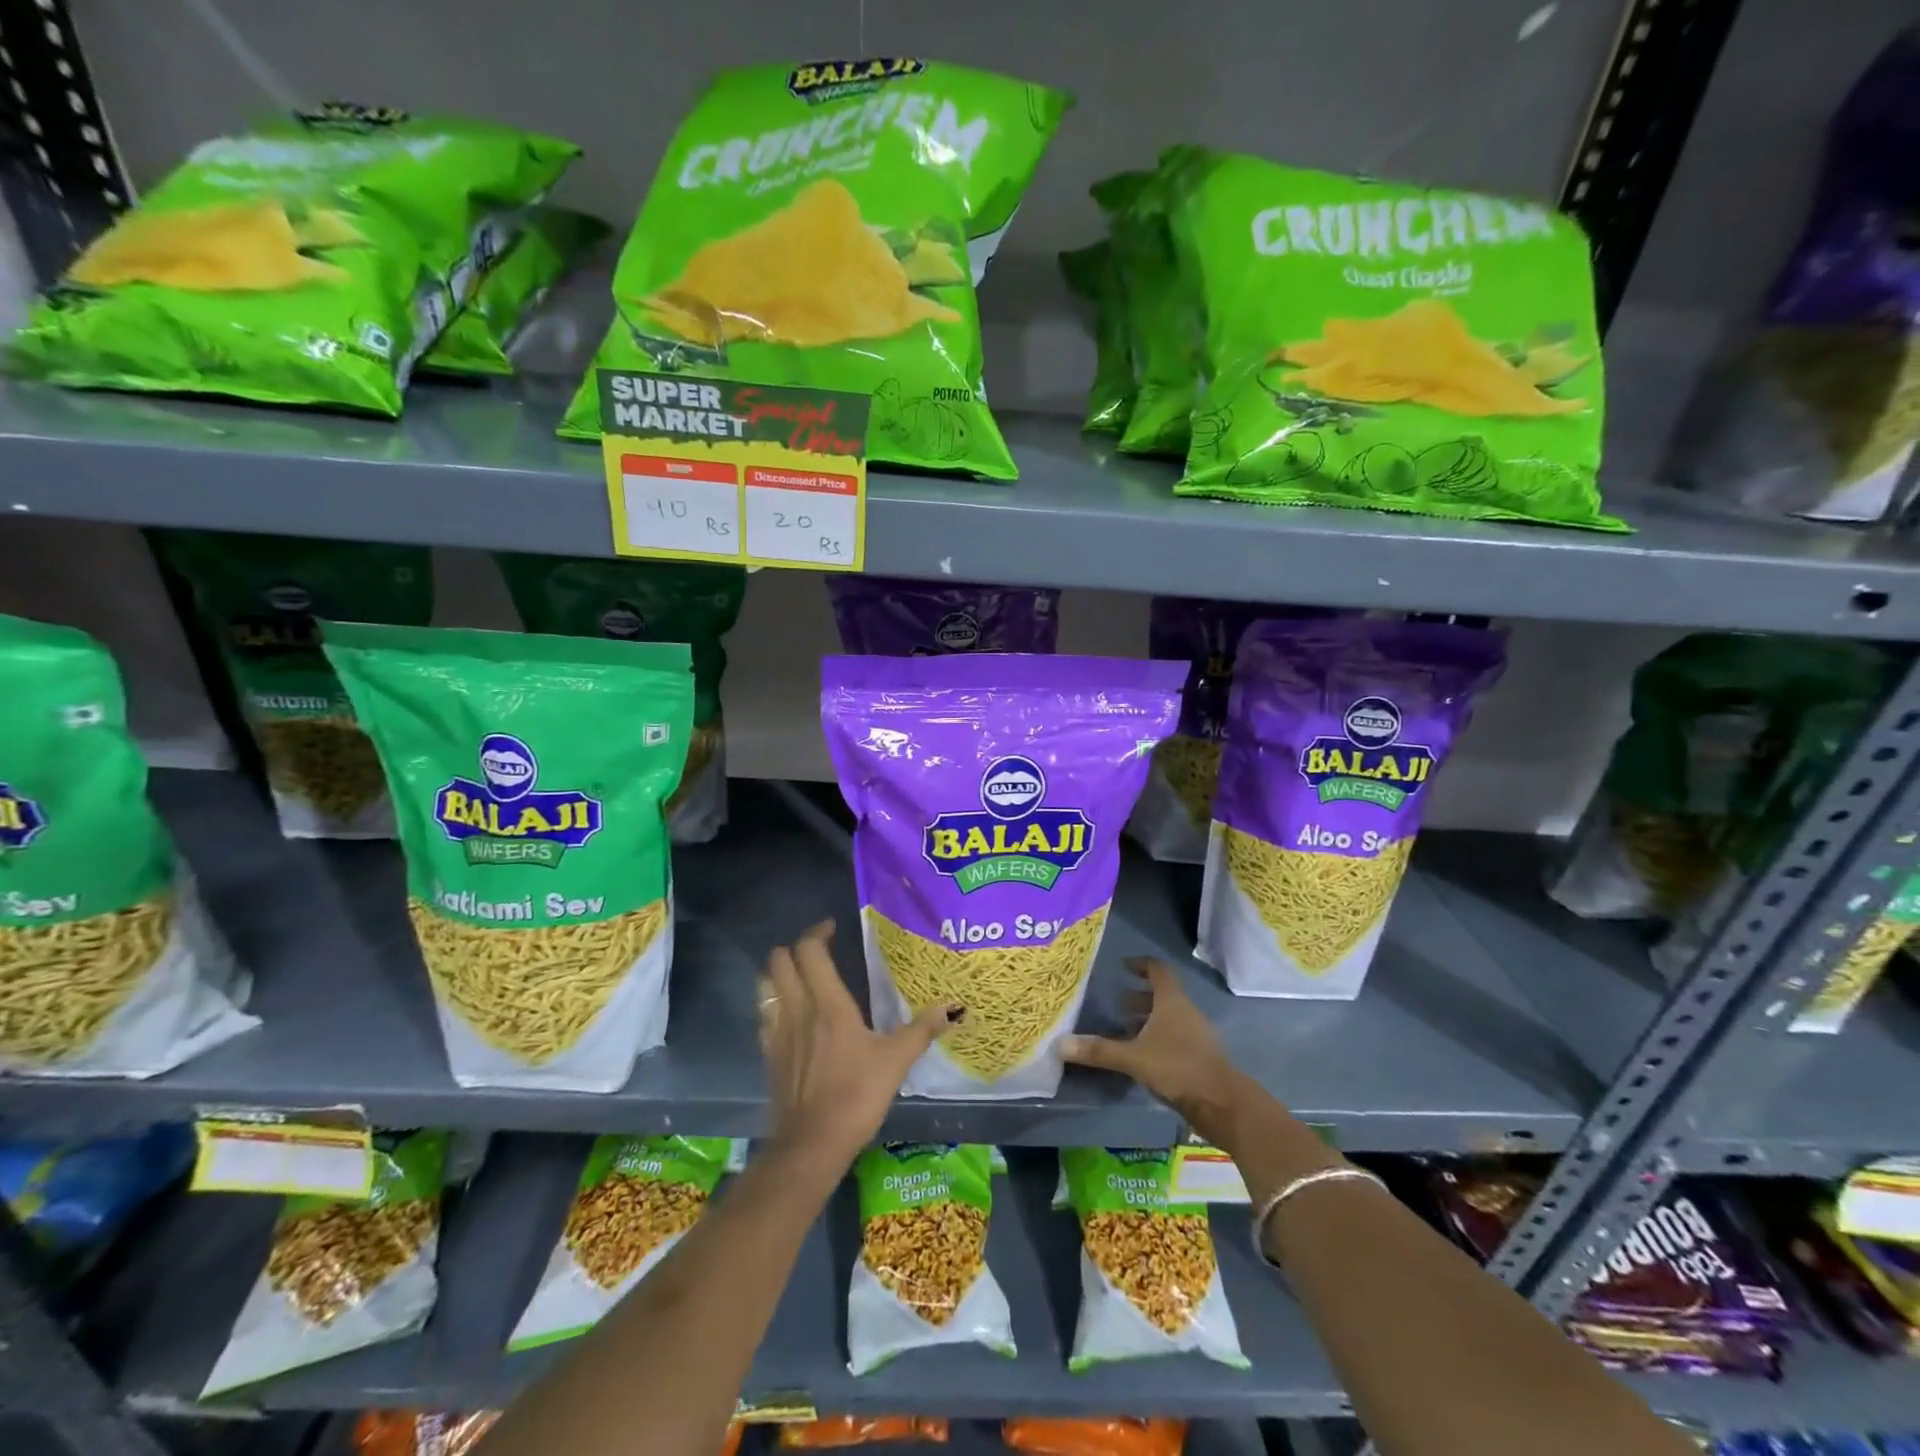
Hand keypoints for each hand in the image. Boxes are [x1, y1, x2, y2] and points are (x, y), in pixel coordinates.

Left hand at [758, 919, 960, 1173]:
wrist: (811, 1146)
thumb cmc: (855, 1097)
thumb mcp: (896, 1061)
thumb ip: (922, 1029)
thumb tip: (953, 1007)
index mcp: (827, 1004)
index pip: (809, 951)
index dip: (817, 932)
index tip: (832, 928)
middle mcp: (797, 1009)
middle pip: (779, 960)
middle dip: (795, 948)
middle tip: (819, 951)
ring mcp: (777, 1032)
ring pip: (766, 984)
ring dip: (780, 972)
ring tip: (803, 976)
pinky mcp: (769, 1055)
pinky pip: (765, 1013)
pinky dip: (775, 1002)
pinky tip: (793, 1015)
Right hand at [1060, 957, 1245, 1133]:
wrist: (1222, 1103)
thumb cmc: (1177, 1068)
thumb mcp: (1133, 1058)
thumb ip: (1098, 1050)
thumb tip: (1060, 1044)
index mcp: (1172, 1002)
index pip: (1158, 970)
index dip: (1140, 965)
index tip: (1123, 966)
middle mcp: (1186, 1012)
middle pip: (1163, 995)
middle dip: (1139, 998)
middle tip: (1117, 1005)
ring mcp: (1198, 1034)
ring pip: (1170, 1018)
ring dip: (1149, 1020)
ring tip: (1126, 1031)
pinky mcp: (1202, 1056)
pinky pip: (1177, 1037)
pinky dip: (1159, 1039)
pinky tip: (1144, 1057)